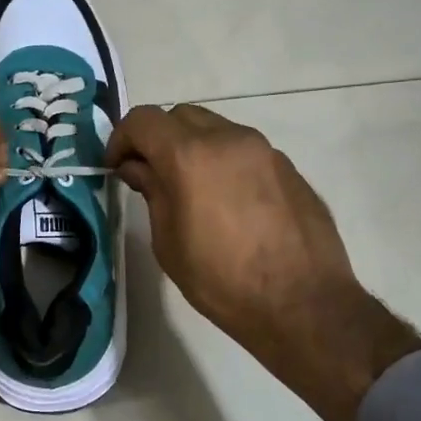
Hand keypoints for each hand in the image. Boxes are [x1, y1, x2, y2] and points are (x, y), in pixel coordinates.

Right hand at [106, 103, 420, 420]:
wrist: (303, 304)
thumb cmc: (222, 280)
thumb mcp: (168, 242)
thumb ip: (152, 193)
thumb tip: (138, 167)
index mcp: (190, 155)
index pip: (143, 120)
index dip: (121, 138)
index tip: (116, 166)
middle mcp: (229, 139)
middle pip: (180, 116)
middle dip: (158, 138)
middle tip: (150, 174)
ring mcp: (264, 150)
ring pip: (215, 128)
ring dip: (192, 147)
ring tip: (189, 188)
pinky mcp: (288, 166)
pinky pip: (243, 150)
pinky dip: (223, 161)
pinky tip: (227, 202)